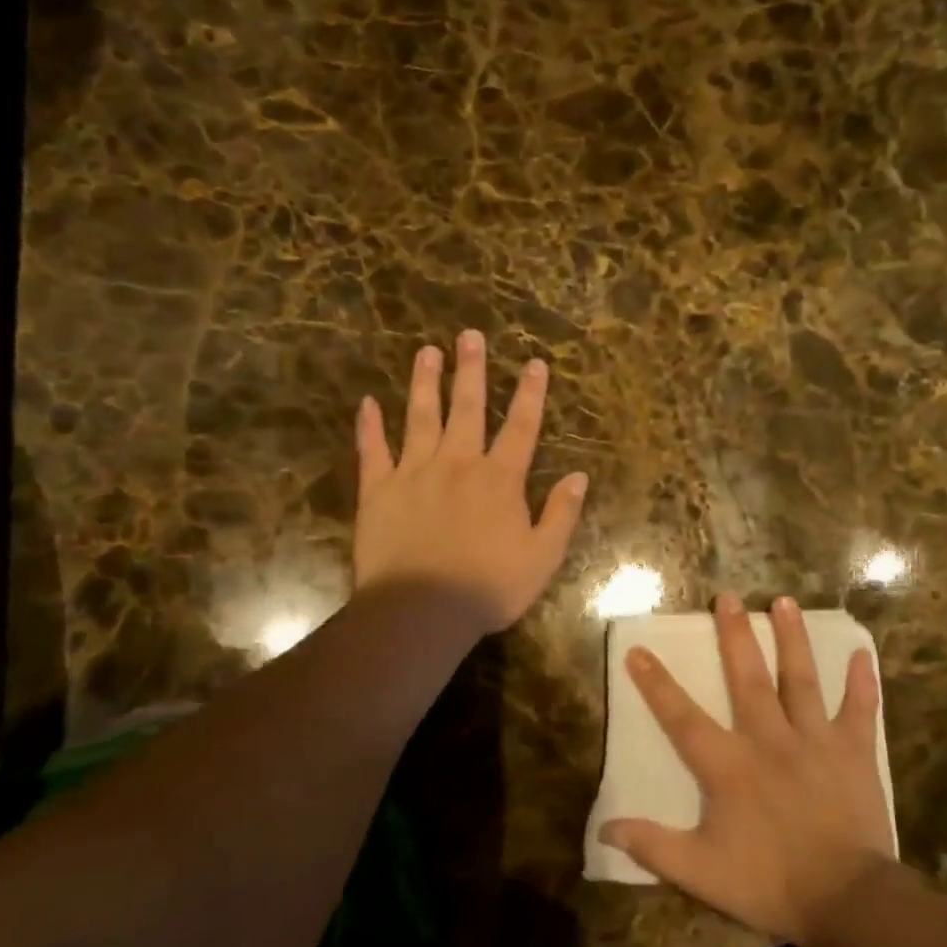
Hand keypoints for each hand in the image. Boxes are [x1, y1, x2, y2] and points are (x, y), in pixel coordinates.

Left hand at [354, 330, 587, 633]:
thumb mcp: (542, 557)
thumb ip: (561, 514)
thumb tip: (579, 476)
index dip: (530, 394)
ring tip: (426, 352)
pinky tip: (367, 404)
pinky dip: (370, 427)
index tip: (534, 363)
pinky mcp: (378, 491)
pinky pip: (373, 451)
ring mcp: (414, 473)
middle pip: (466, 409)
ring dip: (424, 383)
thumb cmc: (488, 587)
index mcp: (499, 480)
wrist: (422, 610)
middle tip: (469, 336)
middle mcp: (457, 464)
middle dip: (471, 371)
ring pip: (420, 418)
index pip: (520, 427)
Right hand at [600, 594, 896, 946]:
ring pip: (801, 679)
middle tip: (726, 598)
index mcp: (730, 765)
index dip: (657, 684)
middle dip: (735, 636)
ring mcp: (815, 741)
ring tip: (784, 602)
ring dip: (792, 639)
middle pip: (748, 678)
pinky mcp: (854, 752)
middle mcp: (770, 739)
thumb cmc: (770, 883)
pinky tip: (861, 652)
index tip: (639, 649)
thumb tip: (604, 828)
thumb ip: (653, 845)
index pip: (683, 717)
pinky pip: (859, 710)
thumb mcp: (702, 872)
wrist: (847, 901)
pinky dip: (861, 682)